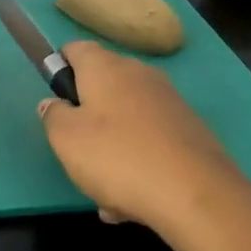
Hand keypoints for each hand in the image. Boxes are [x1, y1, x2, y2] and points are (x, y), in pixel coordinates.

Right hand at [37, 41, 245, 230]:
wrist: (198, 196)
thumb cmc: (119, 158)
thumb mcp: (65, 139)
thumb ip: (52, 115)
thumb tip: (54, 103)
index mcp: (105, 67)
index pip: (75, 48)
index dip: (61, 69)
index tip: (56, 101)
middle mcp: (139, 73)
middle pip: (102, 86)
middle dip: (88, 118)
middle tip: (78, 154)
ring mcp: (169, 101)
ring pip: (127, 120)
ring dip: (113, 148)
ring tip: (108, 194)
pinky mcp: (191, 130)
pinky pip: (152, 141)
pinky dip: (141, 163)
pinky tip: (136, 201)